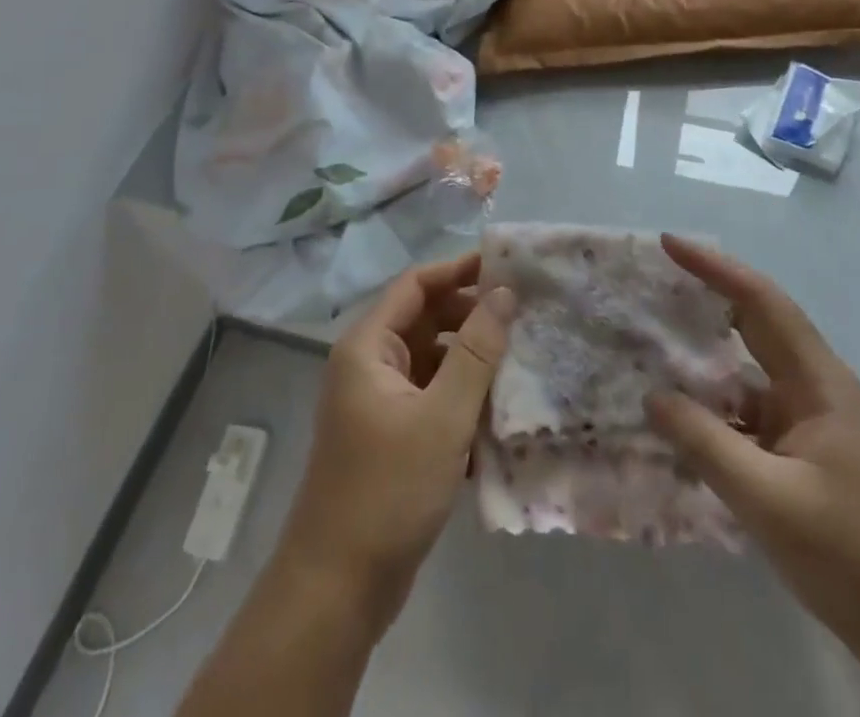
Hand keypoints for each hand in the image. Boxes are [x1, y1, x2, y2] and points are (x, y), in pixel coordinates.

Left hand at [277, 253, 514, 630]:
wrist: (337, 590)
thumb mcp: (443, 417)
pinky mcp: (389, 435)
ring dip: (470, 361)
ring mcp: (377, 401)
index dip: (459, 270)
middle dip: (470, 317)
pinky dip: (460, 397)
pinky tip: (496, 416)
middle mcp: (368, 364)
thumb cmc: (387, 491)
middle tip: (522, 317)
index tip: (506, 269)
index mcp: (368, 346)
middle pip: (424, 319)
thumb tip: (504, 293)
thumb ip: (476, 351)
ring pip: (430, 360)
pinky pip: (430, 396)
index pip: (416, 284)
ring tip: (518, 363)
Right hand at [646, 237, 859, 716]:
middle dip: (705, 299)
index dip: (714, 268)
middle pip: (754, 325)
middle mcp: (814, 389)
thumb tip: (652, 397)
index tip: (669, 244)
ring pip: (748, 374)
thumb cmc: (859, 558)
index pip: (760, 301)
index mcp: (818, 381)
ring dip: (704, 360)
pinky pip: (749, 416)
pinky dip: (714, 410)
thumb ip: (706, 444)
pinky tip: (679, 422)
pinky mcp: (805, 459)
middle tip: (651, 285)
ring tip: (650, 346)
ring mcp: (811, 425)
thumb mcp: (771, 502)